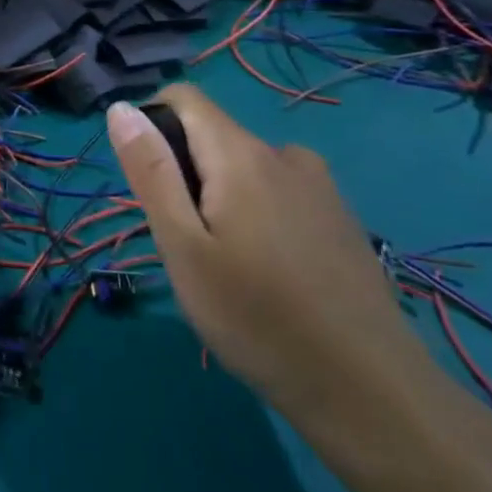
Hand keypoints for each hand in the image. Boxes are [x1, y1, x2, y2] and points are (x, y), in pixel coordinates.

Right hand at [106, 84, 434, 427]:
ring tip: (226, 264)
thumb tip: (121, 108)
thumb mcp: (182, 246)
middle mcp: (284, 154)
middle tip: (186, 245)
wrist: (370, 393)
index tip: (149, 185)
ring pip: (246, 168)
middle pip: (213, 136)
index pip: (183, 98)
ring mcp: (320, 187)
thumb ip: (151, 170)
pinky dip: (257, 214)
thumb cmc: (256, 317)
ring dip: (221, 196)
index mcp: (241, 154)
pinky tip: (270, 274)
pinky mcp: (340, 219)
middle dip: (185, 174)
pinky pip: (279, 193)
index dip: (151, 125)